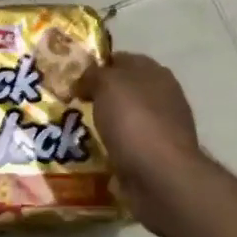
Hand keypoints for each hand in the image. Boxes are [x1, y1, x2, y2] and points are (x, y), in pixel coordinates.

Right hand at [78, 53, 202, 231]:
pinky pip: (129, 146)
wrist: (161, 176)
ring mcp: (163, 128)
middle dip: (100, 97)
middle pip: (124, 90)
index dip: (96, 66)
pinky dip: (114, 149)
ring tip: (80, 132)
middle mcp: (163, 96)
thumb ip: (93, 75)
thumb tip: (84, 81)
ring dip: (107, 125)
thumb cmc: (134, 121)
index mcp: (154, 72)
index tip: (73, 80)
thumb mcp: (106, 84)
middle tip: (73, 106)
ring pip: (126, 119)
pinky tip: (97, 154)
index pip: (120, 59)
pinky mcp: (158, 156)